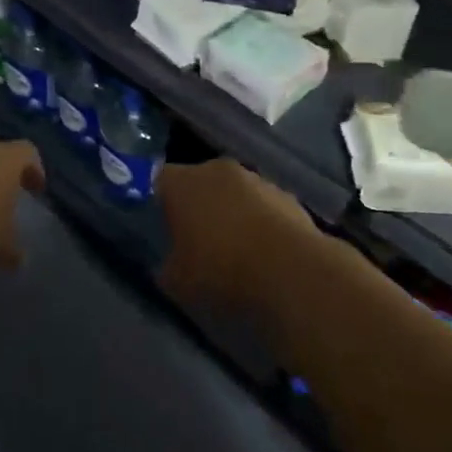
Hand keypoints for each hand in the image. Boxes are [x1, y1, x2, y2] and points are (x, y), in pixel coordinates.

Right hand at [156, 158, 316, 314]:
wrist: (292, 272)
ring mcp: (256, 180)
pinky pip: (264, 206)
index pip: (159, 180)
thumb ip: (167, 267)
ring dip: (232, 212)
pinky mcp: (288, 196)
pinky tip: (266, 253)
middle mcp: (216, 170)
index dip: (159, 202)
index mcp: (181, 182)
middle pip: (199, 182)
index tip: (163, 227)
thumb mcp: (177, 282)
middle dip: (198, 204)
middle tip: (197, 238)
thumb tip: (168, 265)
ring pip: (234, 192)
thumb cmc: (221, 270)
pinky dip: (261, 223)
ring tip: (236, 249)